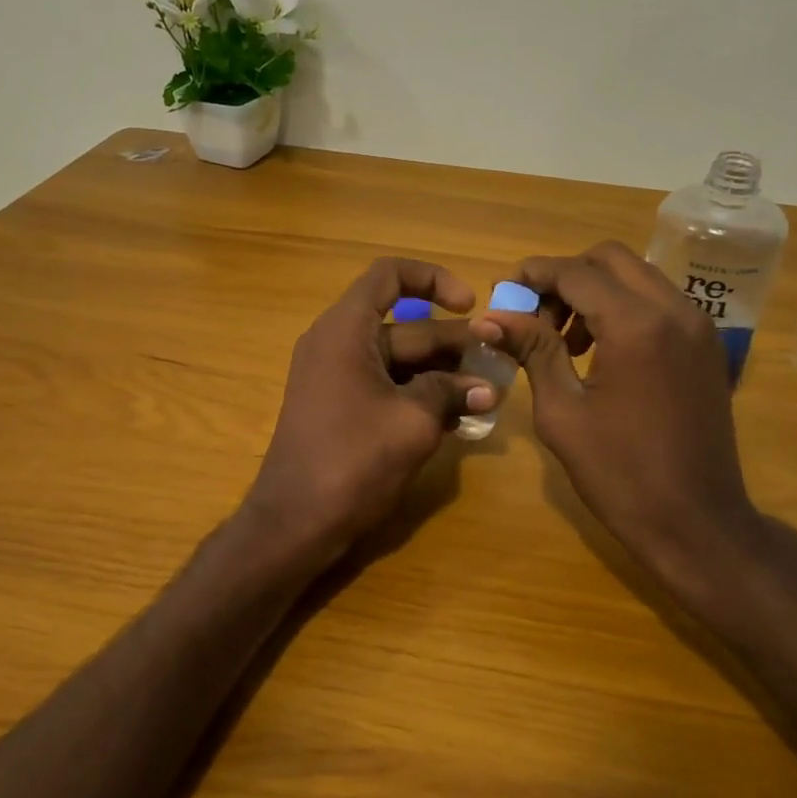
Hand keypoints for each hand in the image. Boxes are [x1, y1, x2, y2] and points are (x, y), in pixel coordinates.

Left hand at [245, 258, 494, 565]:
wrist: (296, 522)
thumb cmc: (352, 460)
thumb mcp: (413, 421)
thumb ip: (451, 393)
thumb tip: (487, 388)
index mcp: (347, 329)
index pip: (390, 275)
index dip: (434, 279)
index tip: (470, 305)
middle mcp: (338, 343)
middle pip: (405, 326)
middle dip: (454, 343)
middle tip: (500, 365)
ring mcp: (338, 378)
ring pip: (400, 361)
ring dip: (443, 374)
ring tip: (488, 395)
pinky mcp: (342, 408)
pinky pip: (388, 387)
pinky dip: (421, 396)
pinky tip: (459, 418)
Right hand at [469, 241, 768, 589]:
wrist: (697, 523)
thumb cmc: (620, 474)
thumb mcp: (563, 412)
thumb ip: (532, 352)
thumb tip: (489, 318)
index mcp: (637, 325)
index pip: (576, 272)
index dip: (533, 275)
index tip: (503, 294)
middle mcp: (675, 310)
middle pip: (610, 259)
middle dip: (565, 277)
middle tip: (535, 318)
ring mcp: (698, 326)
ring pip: (637, 277)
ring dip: (595, 292)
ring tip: (565, 342)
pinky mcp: (706, 346)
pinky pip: (658, 303)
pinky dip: (623, 309)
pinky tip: (600, 353)